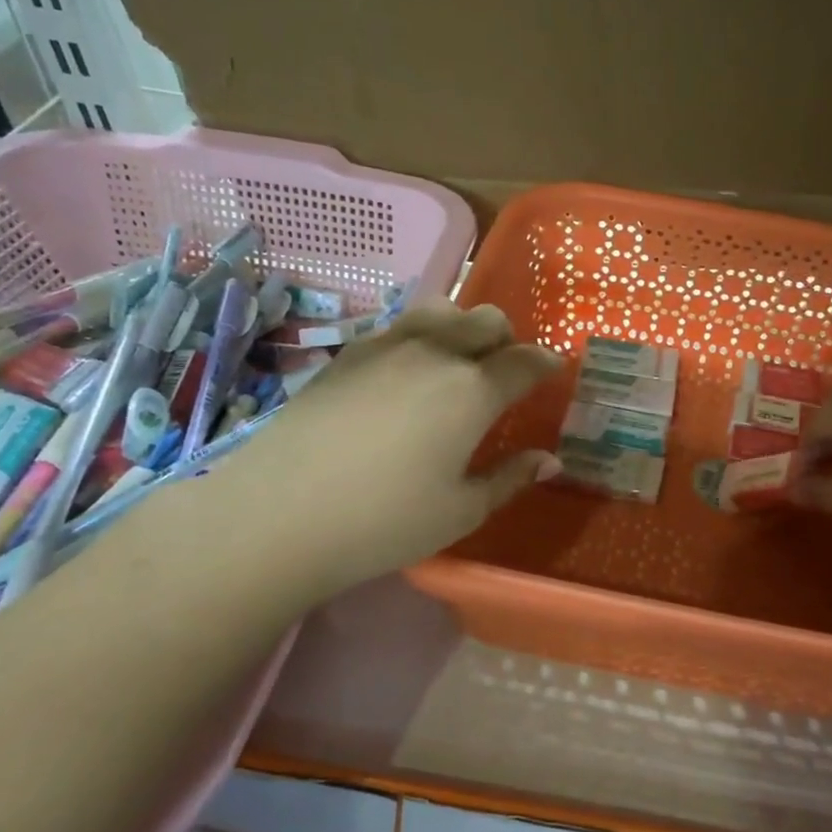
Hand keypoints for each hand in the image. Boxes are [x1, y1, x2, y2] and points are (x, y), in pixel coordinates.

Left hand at [217, 300, 563, 597]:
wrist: (279, 514)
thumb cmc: (384, 521)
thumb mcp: (461, 511)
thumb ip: (510, 479)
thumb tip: (550, 461)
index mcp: (473, 390)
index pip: (525, 361)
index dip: (546, 364)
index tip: (552, 371)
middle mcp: (435, 353)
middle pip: (487, 320)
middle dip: (506, 341)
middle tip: (501, 377)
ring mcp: (387, 346)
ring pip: (442, 310)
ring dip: (462, 329)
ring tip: (455, 366)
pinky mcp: (348, 353)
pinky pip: (400, 326)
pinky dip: (420, 338)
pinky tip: (406, 377)